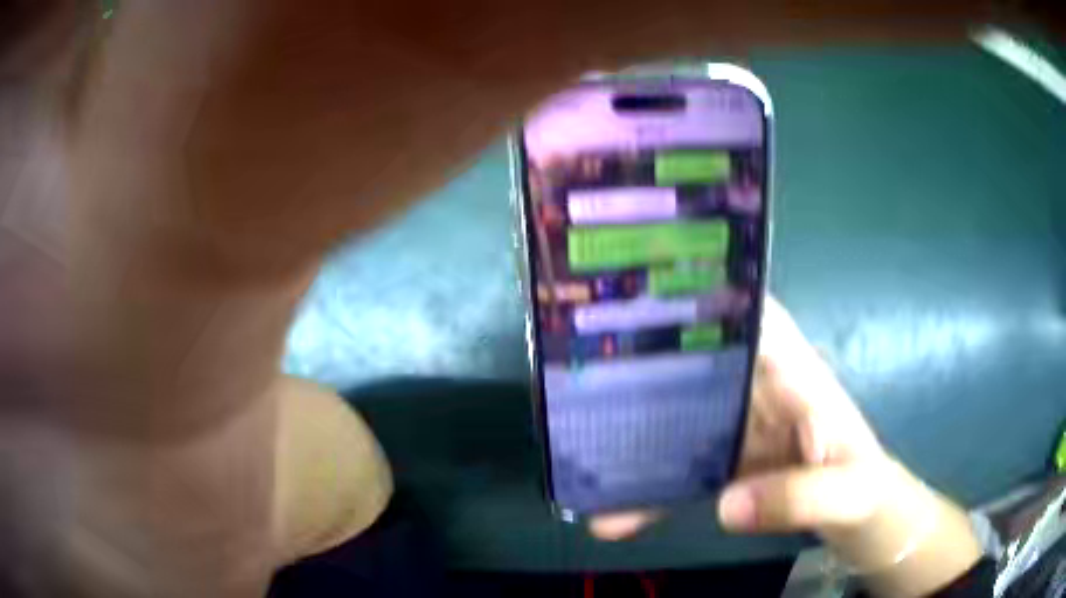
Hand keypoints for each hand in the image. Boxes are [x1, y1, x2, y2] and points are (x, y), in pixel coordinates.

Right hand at [591, 296, 888, 538]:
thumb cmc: (868, 492)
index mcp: (797, 378)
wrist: (864, 524)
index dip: (709, 294)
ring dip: (635, 435)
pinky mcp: (730, 466)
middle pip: (701, 362)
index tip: (650, 289)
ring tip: (580, 452)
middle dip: (647, 361)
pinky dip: (650, 492)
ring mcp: (742, 431)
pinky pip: (683, 472)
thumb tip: (725, 504)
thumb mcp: (850, 494)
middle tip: (583, 366)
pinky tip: (612, 515)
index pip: (754, 318)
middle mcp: (763, 393)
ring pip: (682, 420)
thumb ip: (801, 495)